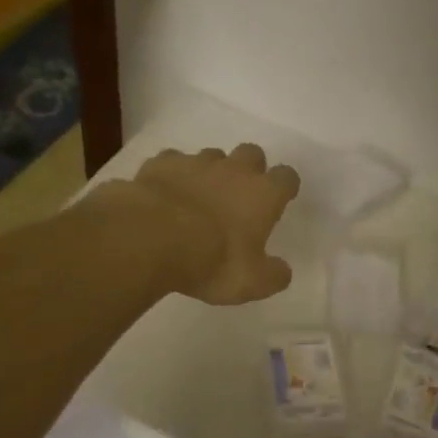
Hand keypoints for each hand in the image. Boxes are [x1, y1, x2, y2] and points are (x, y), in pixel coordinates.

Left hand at [128, 143, 300, 304]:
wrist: (150, 239)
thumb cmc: (213, 261)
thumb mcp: (253, 282)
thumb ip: (273, 275)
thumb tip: (282, 270)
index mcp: (263, 195)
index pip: (287, 177)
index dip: (285, 187)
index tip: (279, 201)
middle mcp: (234, 170)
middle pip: (252, 154)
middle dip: (250, 170)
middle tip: (240, 197)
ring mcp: (195, 162)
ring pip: (212, 156)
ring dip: (212, 172)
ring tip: (200, 198)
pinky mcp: (160, 164)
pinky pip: (173, 162)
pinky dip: (174, 175)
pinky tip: (167, 195)